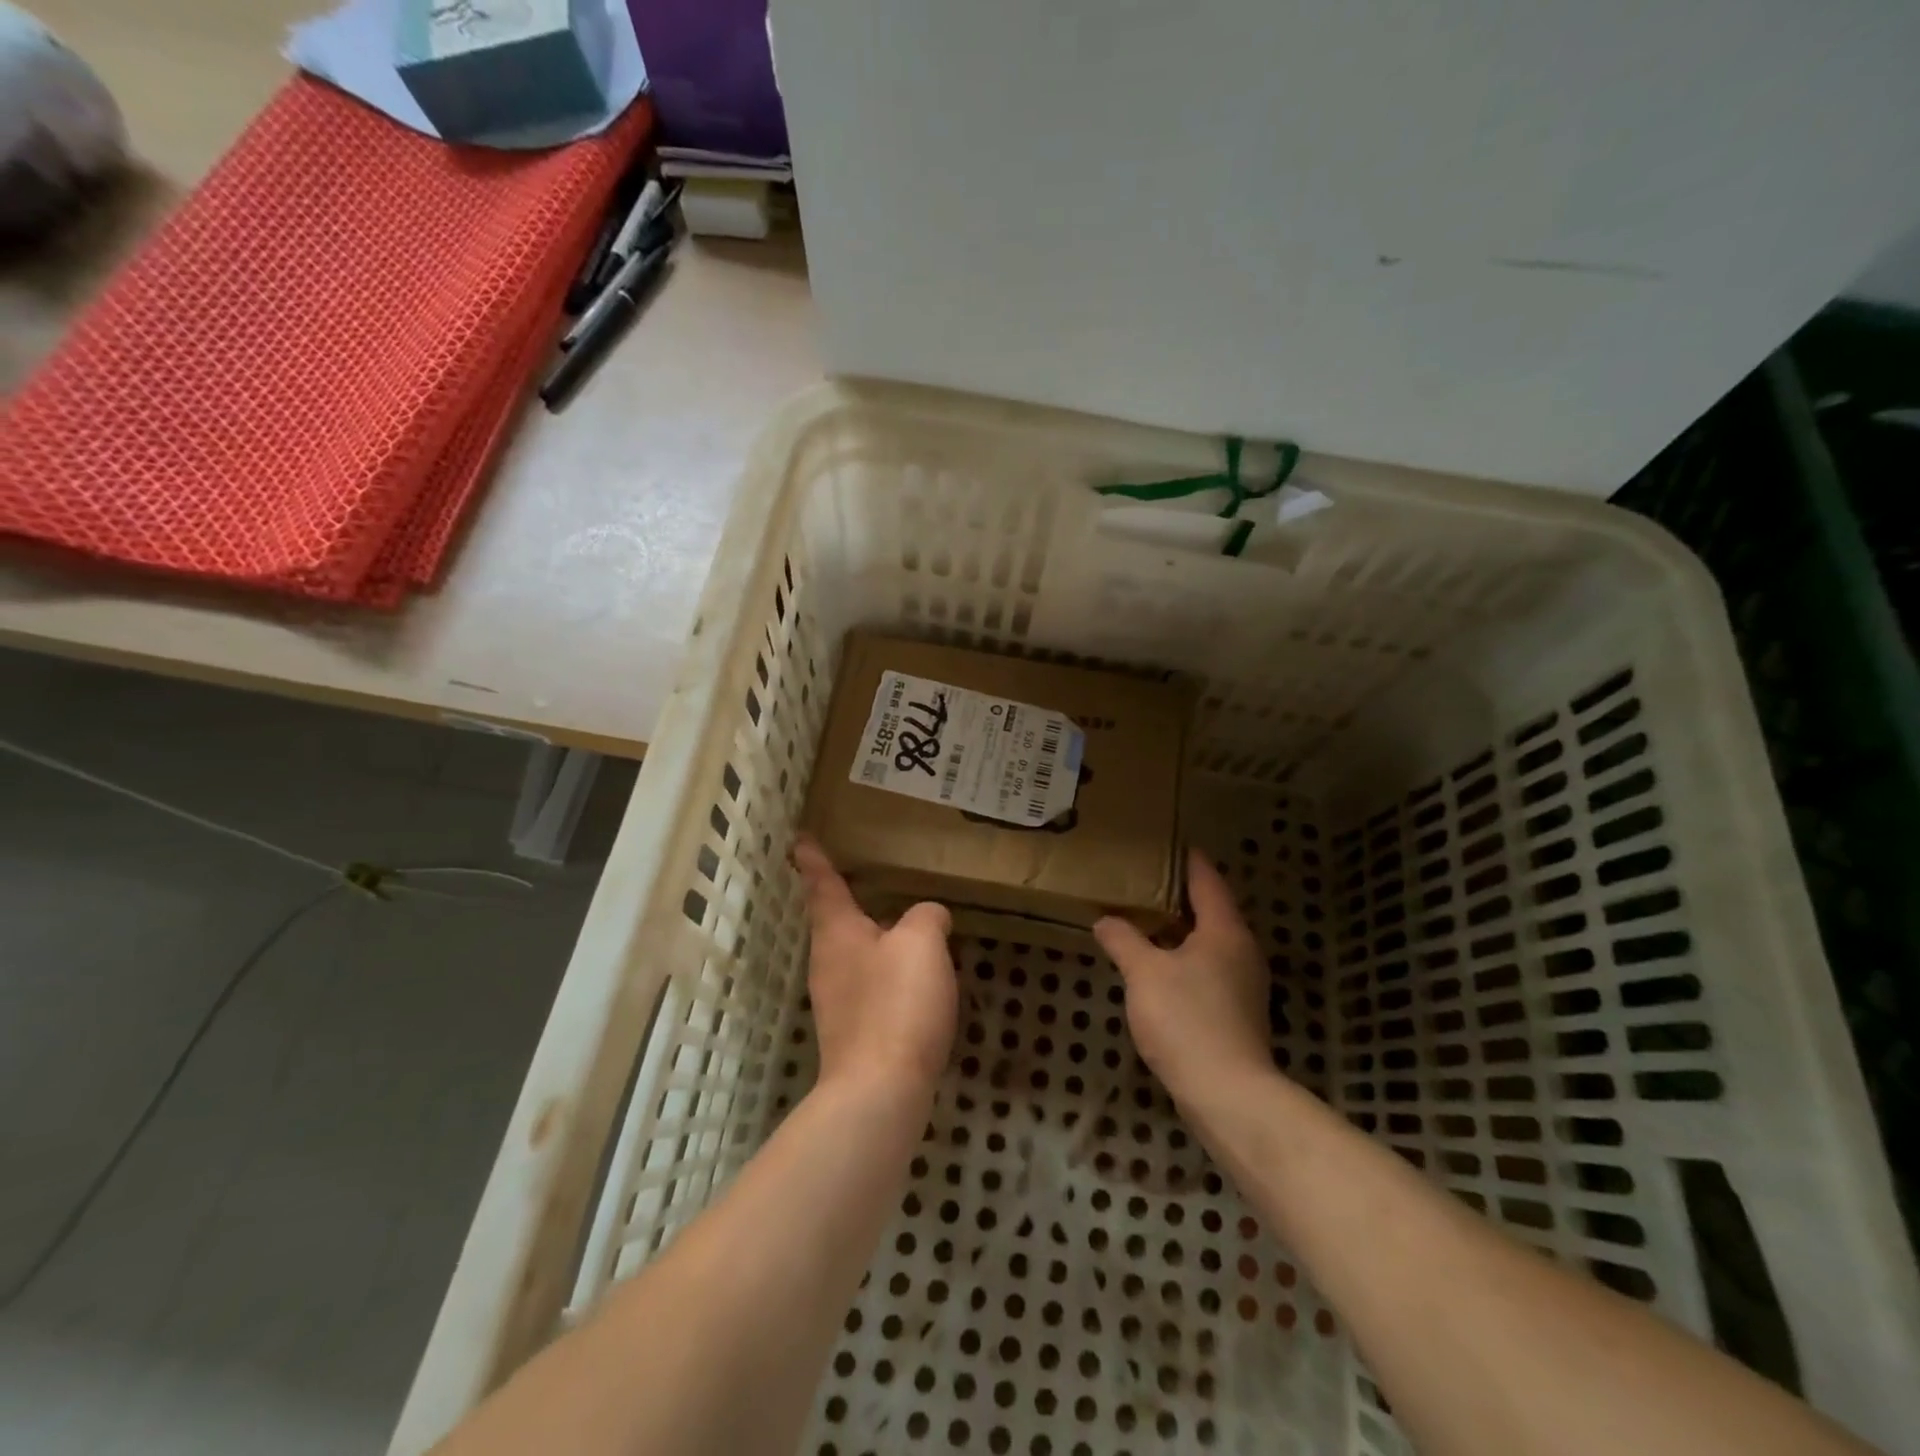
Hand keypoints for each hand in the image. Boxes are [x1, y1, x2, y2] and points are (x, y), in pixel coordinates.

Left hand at [794, 835, 958, 1095]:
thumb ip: (926, 917)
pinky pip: (871, 988)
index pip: (822, 883)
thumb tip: (928, 917)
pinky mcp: (853, 1033)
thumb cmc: (897, 1003)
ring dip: (876, 941)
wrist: (880, 1091)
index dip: (813, 859)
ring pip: (856, 956)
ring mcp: (837, 1001)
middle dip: (849, 903)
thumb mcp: (922, 943)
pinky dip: (889, 976)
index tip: (800, 839)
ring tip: (908, 932)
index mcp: (837, 931)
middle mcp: (828, 962)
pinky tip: (917, 984)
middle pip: (835, 922)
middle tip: (870, 883)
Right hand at [1093, 848, 1273, 1101]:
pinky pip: (1208, 970)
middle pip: (1212, 910)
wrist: (1227, 1094)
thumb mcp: (1144, 973)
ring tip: (1145, 921)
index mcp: (1225, 931)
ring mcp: (1243, 985)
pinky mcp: (1237, 1013)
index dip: (1188, 860)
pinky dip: (1184, 959)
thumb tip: (1106, 920)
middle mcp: (1242, 951)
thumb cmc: (1187, 1019)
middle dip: (1180, 895)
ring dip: (1181, 930)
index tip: (1170, 843)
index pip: (1207, 881)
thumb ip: (1123, 940)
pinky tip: (1159, 968)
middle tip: (1145, 880)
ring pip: (1210, 943)